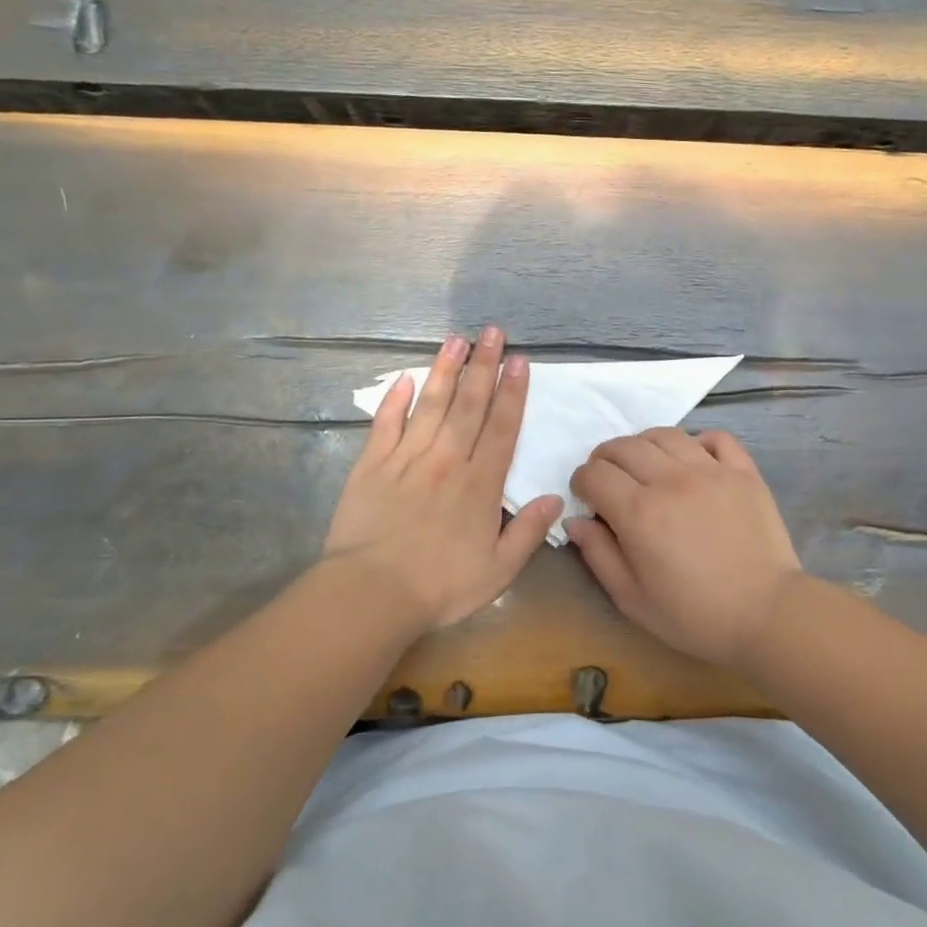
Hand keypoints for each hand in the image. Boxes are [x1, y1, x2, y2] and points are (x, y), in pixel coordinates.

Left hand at [325, 327, 561, 631]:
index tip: (518, 361)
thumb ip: (528, 532)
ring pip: (431, 405)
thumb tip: (555, 498)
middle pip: (469, 405)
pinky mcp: (372, 465)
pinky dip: (395, 400)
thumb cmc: (440, 586)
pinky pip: (386, 424)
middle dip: (483, 366)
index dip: (512, 392)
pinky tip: (405, 378)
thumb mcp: (498, 571)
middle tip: (492, 332)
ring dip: (445, 370)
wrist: (371, 594)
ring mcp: (407, 458)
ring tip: (456, 340)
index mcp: (479, 484)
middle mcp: (447, 460)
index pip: (501, 428)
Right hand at [567, 428, 804, 667]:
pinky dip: (697, 442)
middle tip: (609, 479)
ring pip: (665, 434)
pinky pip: (715, 437)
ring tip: (646, 466)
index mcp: (639, 512)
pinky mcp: (743, 471)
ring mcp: (711, 471)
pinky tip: (693, 462)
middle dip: (605, 458)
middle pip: (625, 446)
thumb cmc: (694, 615)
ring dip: (644, 445)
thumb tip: (576, 520)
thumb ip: (598, 555)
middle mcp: (671, 480)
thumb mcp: (632, 599)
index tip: (587, 497)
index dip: (582, 481)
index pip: (595, 474)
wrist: (767, 615)